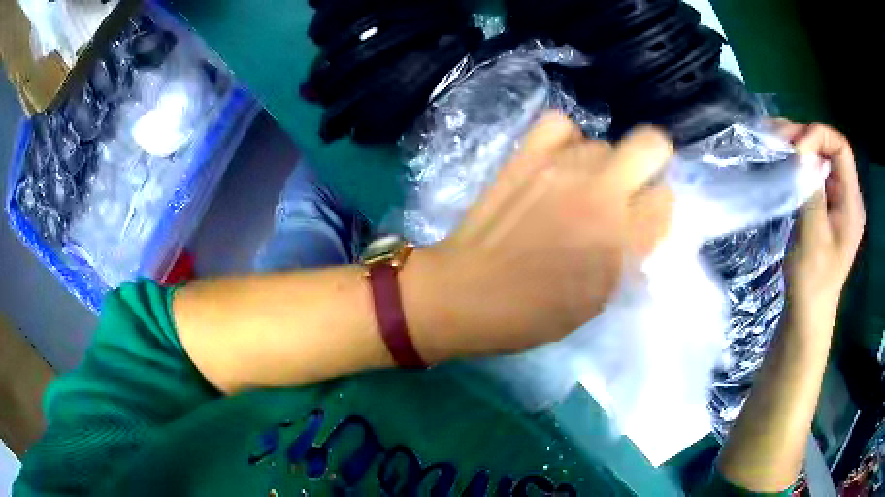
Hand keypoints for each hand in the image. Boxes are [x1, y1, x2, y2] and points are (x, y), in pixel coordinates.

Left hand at [403, 112, 673, 359]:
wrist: (465, 293)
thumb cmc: (533, 313)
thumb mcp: (598, 300)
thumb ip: (630, 256)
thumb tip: (645, 224)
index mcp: (621, 238)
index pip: (666, 199)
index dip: (660, 210)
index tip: (646, 221)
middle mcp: (599, 192)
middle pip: (650, 145)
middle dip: (651, 165)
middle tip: (631, 190)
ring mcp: (560, 167)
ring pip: (604, 141)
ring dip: (604, 164)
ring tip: (584, 187)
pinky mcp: (525, 156)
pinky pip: (559, 124)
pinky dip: (566, 140)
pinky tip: (559, 163)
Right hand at [774, 121, 865, 328]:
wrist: (808, 313)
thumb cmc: (812, 280)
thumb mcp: (812, 235)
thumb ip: (810, 190)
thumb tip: (800, 152)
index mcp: (852, 203)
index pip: (841, 148)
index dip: (818, 138)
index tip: (795, 150)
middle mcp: (848, 197)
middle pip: (831, 150)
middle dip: (806, 138)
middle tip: (777, 138)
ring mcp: (838, 203)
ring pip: (822, 160)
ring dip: (800, 148)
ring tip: (775, 143)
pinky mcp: (827, 210)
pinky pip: (816, 176)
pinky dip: (800, 164)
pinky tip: (784, 163)